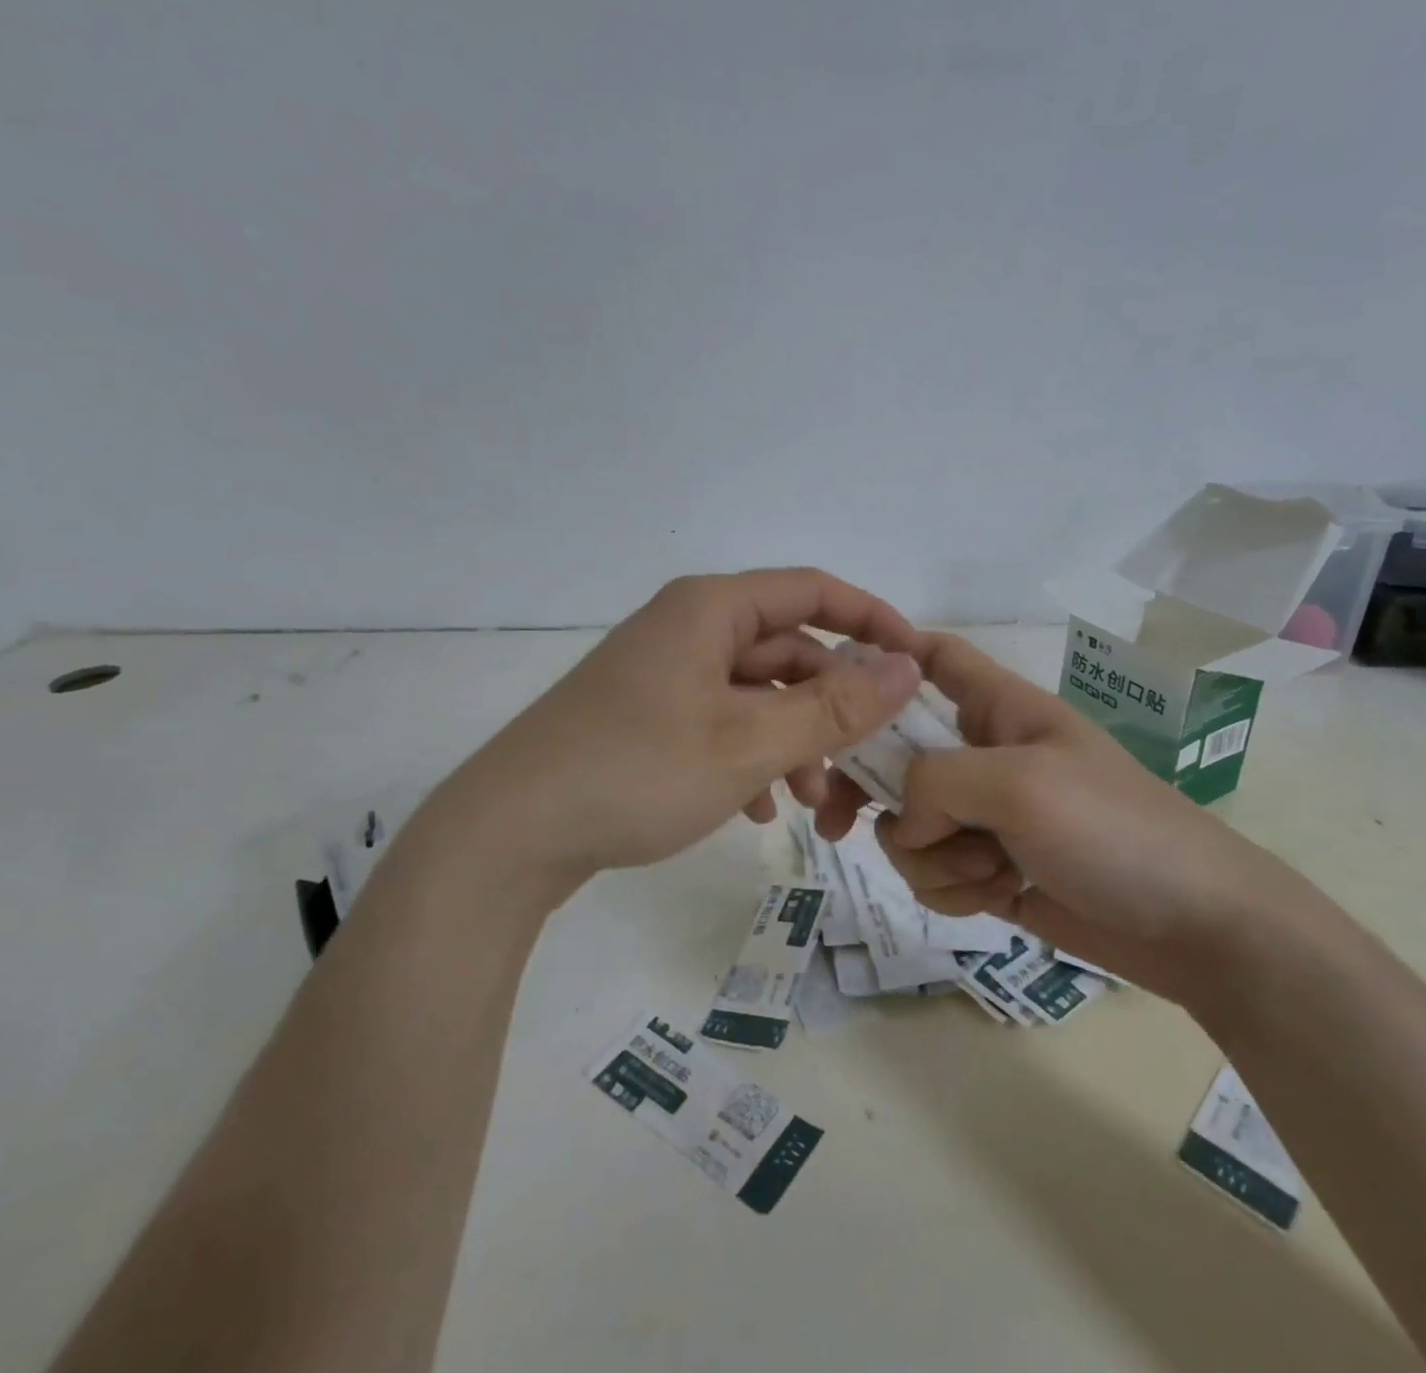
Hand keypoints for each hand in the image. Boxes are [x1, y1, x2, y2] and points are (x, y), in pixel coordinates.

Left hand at [438, 570, 922, 895]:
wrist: (510, 833)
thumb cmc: (637, 772)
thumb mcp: (749, 742)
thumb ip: (835, 705)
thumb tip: (906, 664)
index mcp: (710, 609)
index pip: (813, 592)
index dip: (871, 621)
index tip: (915, 664)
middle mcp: (686, 629)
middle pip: (786, 652)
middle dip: (831, 709)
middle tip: (865, 765)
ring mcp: (662, 675)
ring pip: (755, 696)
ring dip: (793, 743)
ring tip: (812, 805)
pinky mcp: (645, 718)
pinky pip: (719, 724)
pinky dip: (749, 760)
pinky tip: (756, 811)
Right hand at [860, 633, 1309, 1005]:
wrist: (1197, 928)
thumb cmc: (1115, 831)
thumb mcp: (1019, 783)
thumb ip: (936, 781)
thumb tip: (901, 819)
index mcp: (998, 709)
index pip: (935, 657)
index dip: (886, 655)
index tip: (836, 686)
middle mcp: (984, 756)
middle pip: (895, 753)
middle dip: (867, 790)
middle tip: (838, 822)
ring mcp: (986, 816)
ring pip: (909, 824)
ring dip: (930, 855)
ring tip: (987, 869)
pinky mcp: (988, 870)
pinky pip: (934, 871)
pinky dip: (953, 888)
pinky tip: (997, 896)